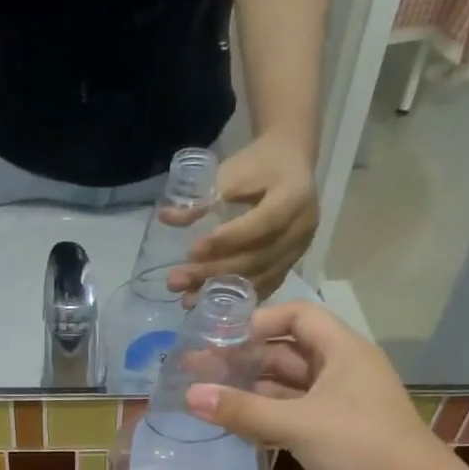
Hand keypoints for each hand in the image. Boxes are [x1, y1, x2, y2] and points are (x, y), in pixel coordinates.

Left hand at [166, 131, 318, 303]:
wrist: (289, 163)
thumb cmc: (258, 165)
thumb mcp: (231, 172)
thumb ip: (202, 198)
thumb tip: (166, 217)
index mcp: (294, 196)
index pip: (262, 224)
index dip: (227, 240)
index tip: (191, 251)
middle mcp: (302, 228)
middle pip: (257, 258)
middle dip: (213, 272)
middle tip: (176, 280)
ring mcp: (298, 251)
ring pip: (259, 278)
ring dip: (220, 292)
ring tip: (186, 299)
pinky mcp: (290, 266)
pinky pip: (263, 287)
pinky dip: (236, 298)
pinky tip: (209, 305)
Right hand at [184, 303, 452, 469]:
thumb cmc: (359, 446)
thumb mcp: (297, 423)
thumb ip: (243, 410)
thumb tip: (190, 395)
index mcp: (343, 351)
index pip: (298, 316)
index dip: (259, 321)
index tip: (220, 337)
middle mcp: (342, 371)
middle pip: (288, 352)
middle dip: (245, 359)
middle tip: (199, 371)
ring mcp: (339, 405)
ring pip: (288, 387)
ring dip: (252, 390)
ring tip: (209, 397)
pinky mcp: (334, 435)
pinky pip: (292, 415)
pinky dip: (265, 416)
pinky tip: (235, 425)